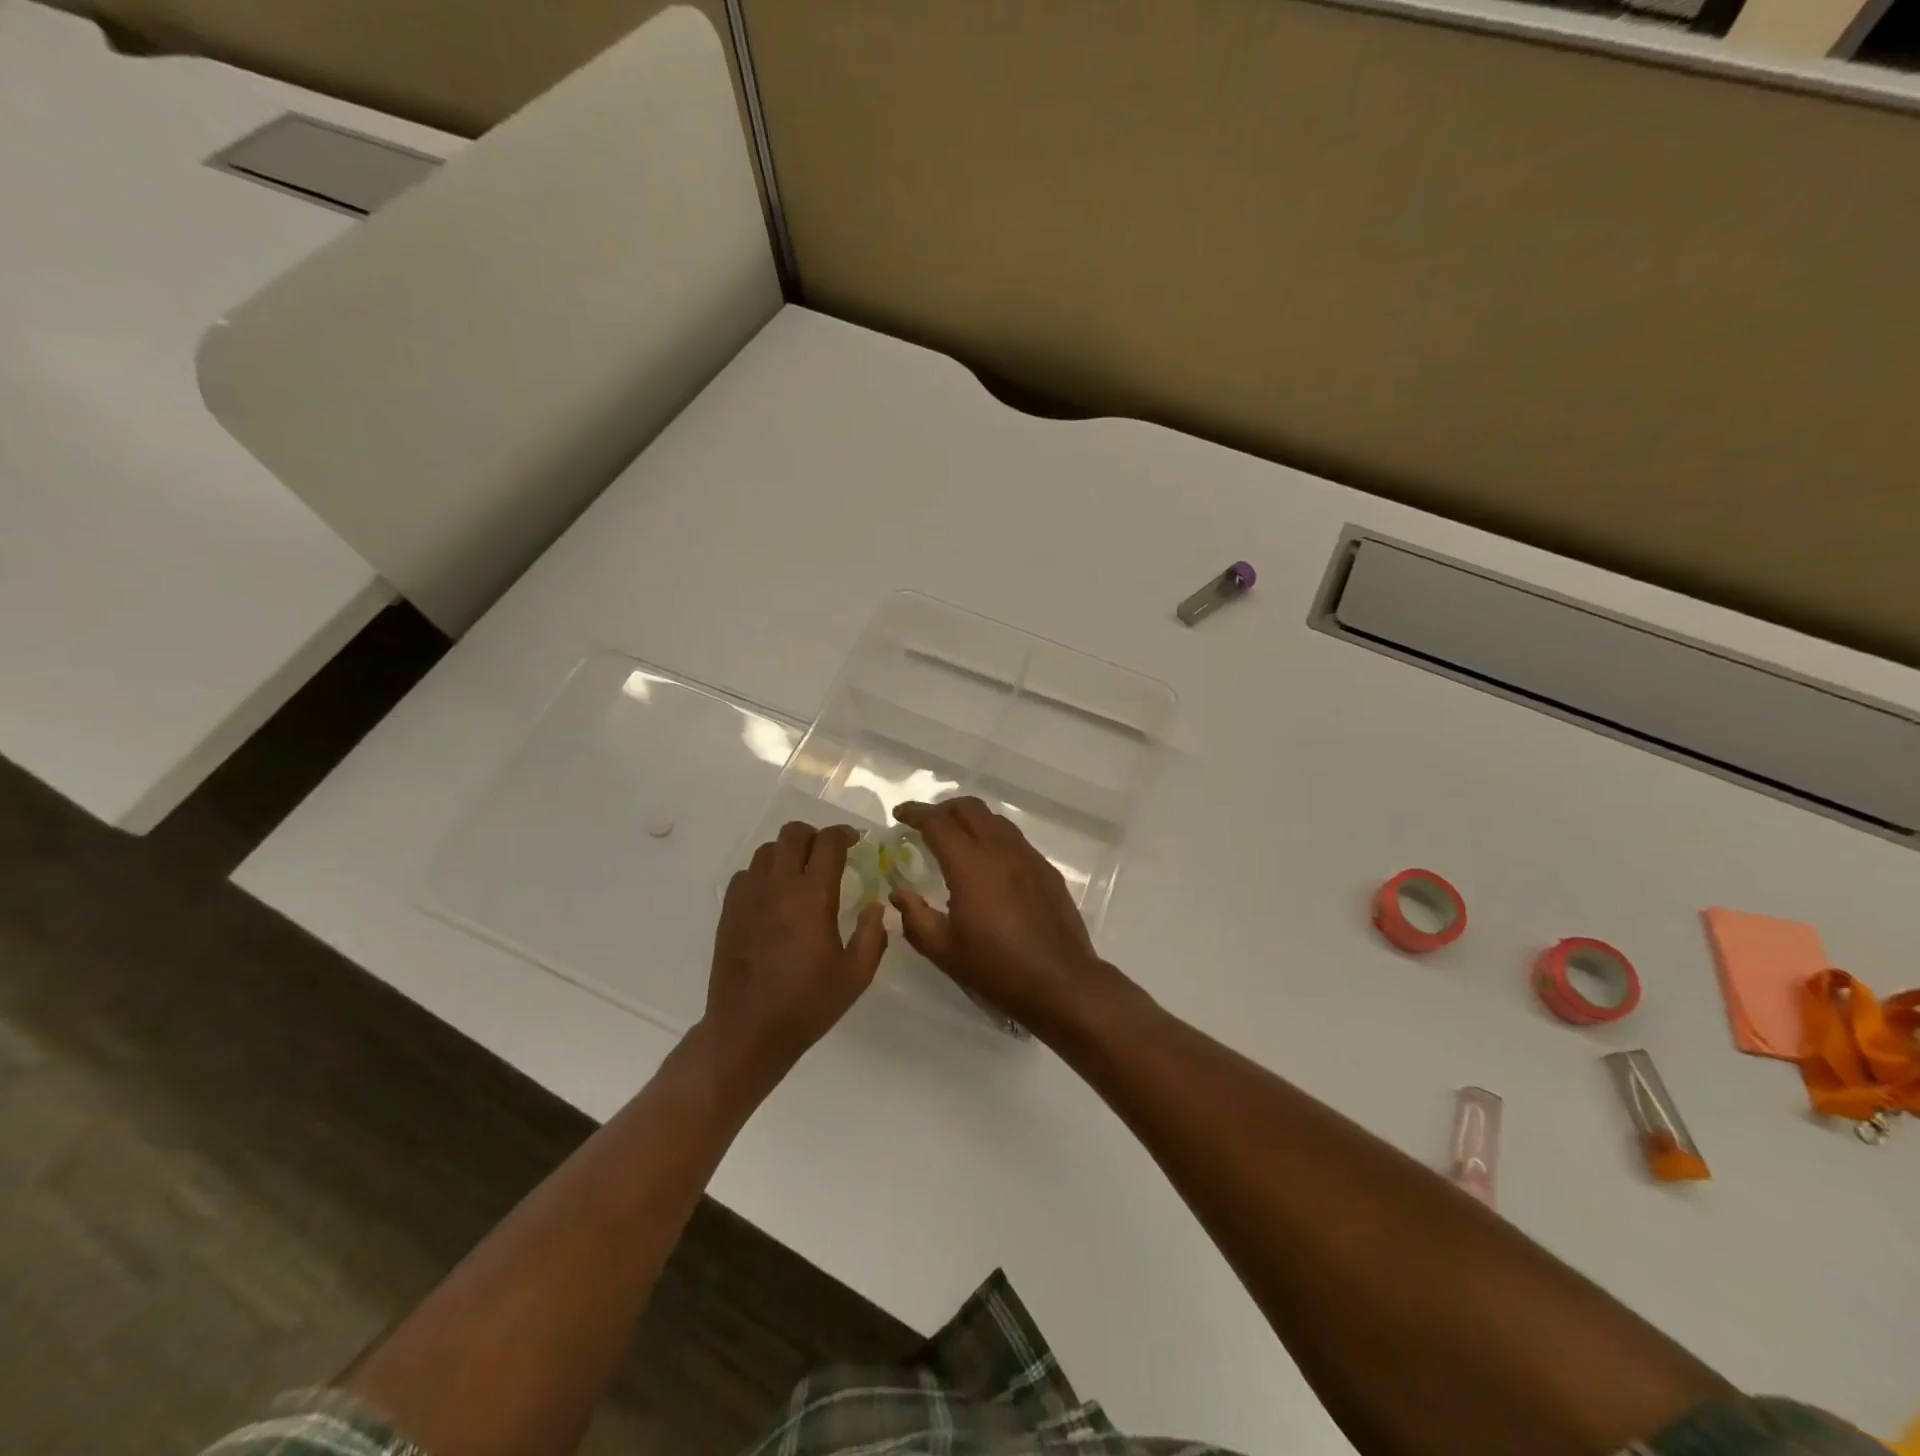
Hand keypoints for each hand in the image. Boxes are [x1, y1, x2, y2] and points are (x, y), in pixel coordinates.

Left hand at [707, 822, 886, 1082]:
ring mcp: (749, 896)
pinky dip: (765, 872)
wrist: (747, 1030)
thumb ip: (873, 934)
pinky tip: (775, 895)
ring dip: (788, 851)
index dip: (845, 834)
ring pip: (767, 850)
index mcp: (812, 896)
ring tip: (801, 872)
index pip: (828, 842)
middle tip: (829, 854)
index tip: (856, 842)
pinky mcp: (729, 911)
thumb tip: (876, 906)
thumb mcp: (856, 975)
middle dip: (815, 835)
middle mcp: (778, 885)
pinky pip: (747, 873)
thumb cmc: (807, 1003)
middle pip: (793, 834)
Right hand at [890, 798, 1121, 1039]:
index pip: (938, 823)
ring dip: (970, 820)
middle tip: (926, 825)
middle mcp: (1000, 850)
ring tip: (956, 840)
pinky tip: (988, 863)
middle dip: (943, 809)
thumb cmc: (996, 968)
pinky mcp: (1046, 869)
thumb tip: (899, 894)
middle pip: (969, 808)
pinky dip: (993, 837)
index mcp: (971, 865)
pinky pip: (1014, 839)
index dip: (915, 813)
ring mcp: (1028, 857)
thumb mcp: (944, 950)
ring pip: (995, 820)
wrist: (1060, 982)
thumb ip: (915, 917)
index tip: (900, 814)